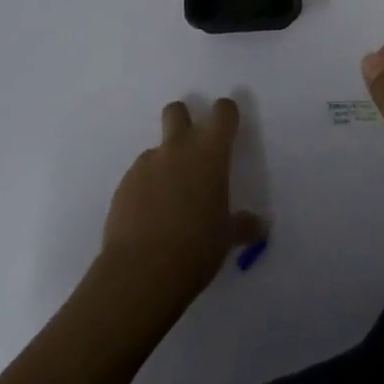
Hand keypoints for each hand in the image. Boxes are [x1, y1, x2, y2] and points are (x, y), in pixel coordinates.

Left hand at [100, 98, 264, 309]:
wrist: (139, 273)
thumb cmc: (195, 248)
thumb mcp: (226, 238)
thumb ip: (243, 225)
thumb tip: (261, 226)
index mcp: (210, 153)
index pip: (223, 112)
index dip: (227, 114)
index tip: (229, 127)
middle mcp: (177, 148)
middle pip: (177, 110)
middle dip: (184, 120)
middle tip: (192, 151)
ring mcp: (146, 164)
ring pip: (157, 149)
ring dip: (164, 164)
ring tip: (168, 201)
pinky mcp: (123, 184)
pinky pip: (139, 176)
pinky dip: (146, 188)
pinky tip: (148, 218)